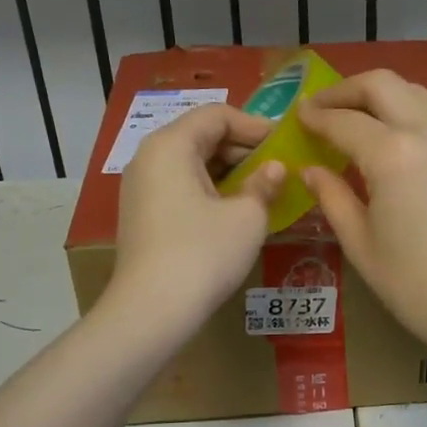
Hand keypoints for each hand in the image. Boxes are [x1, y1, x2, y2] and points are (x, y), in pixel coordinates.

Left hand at [108, 105, 284, 329]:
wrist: (151, 312)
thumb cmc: (203, 253)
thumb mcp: (246, 216)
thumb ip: (264, 184)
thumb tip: (274, 169)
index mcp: (171, 145)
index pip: (217, 115)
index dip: (255, 125)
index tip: (286, 144)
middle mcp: (149, 157)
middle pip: (201, 136)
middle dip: (243, 149)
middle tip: (279, 168)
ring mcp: (141, 187)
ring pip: (191, 163)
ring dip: (229, 171)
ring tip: (263, 189)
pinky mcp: (142, 214)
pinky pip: (180, 187)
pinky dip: (210, 190)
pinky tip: (236, 210)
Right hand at [298, 71, 426, 367]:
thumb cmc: (414, 283)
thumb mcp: (360, 242)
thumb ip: (332, 196)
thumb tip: (311, 170)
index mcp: (393, 154)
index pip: (343, 121)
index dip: (315, 116)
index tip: (299, 116)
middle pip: (382, 85)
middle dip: (347, 90)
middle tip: (325, 107)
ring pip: (418, 94)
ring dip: (384, 98)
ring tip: (364, 119)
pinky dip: (416, 119)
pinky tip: (406, 147)